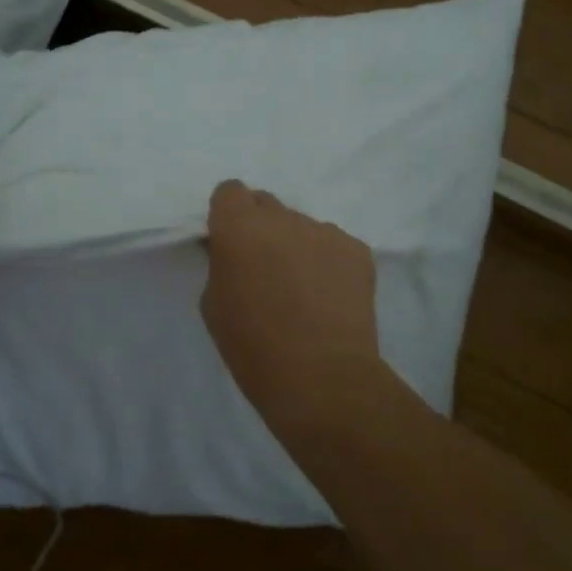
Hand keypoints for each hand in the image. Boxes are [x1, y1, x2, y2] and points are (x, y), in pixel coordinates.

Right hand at [201, 180, 388, 443]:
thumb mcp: (214, 305)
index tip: (230, 242)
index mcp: (240, 226)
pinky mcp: (358, 249)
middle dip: (261, 228)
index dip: (229, 215)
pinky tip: (329, 298)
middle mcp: (283, 217)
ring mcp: (325, 230)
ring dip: (296, 246)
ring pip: (302, 227)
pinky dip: (328, 264)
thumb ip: (221, 264)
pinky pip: (333, 246)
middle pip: (267, 205)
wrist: (323, 380)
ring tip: (303, 290)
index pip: (230, 191)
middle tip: (265, 267)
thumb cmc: (254, 348)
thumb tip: (233, 252)